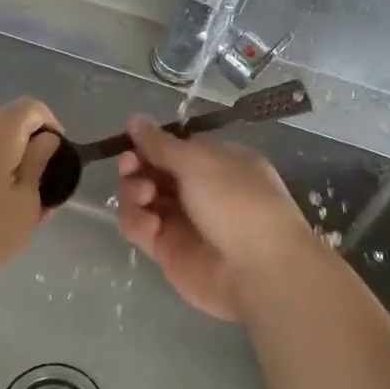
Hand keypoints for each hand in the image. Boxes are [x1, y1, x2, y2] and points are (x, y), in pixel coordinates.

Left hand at [0, 98, 63, 279]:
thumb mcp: (24, 206)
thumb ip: (39, 171)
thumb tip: (45, 144)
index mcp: (1, 130)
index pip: (34, 108)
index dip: (53, 128)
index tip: (59, 162)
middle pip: (9, 131)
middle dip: (29, 159)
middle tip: (39, 198)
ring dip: (4, 176)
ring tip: (10, 217)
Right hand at [116, 115, 312, 320]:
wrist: (259, 271)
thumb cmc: (237, 202)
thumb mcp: (200, 162)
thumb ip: (161, 143)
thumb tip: (135, 118)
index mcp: (219, 162)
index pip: (175, 147)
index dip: (151, 144)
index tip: (132, 143)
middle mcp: (200, 189)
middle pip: (154, 171)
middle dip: (137, 166)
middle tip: (130, 166)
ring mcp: (183, 221)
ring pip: (142, 199)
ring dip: (134, 192)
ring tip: (145, 196)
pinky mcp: (168, 251)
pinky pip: (141, 229)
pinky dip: (138, 223)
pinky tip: (150, 226)